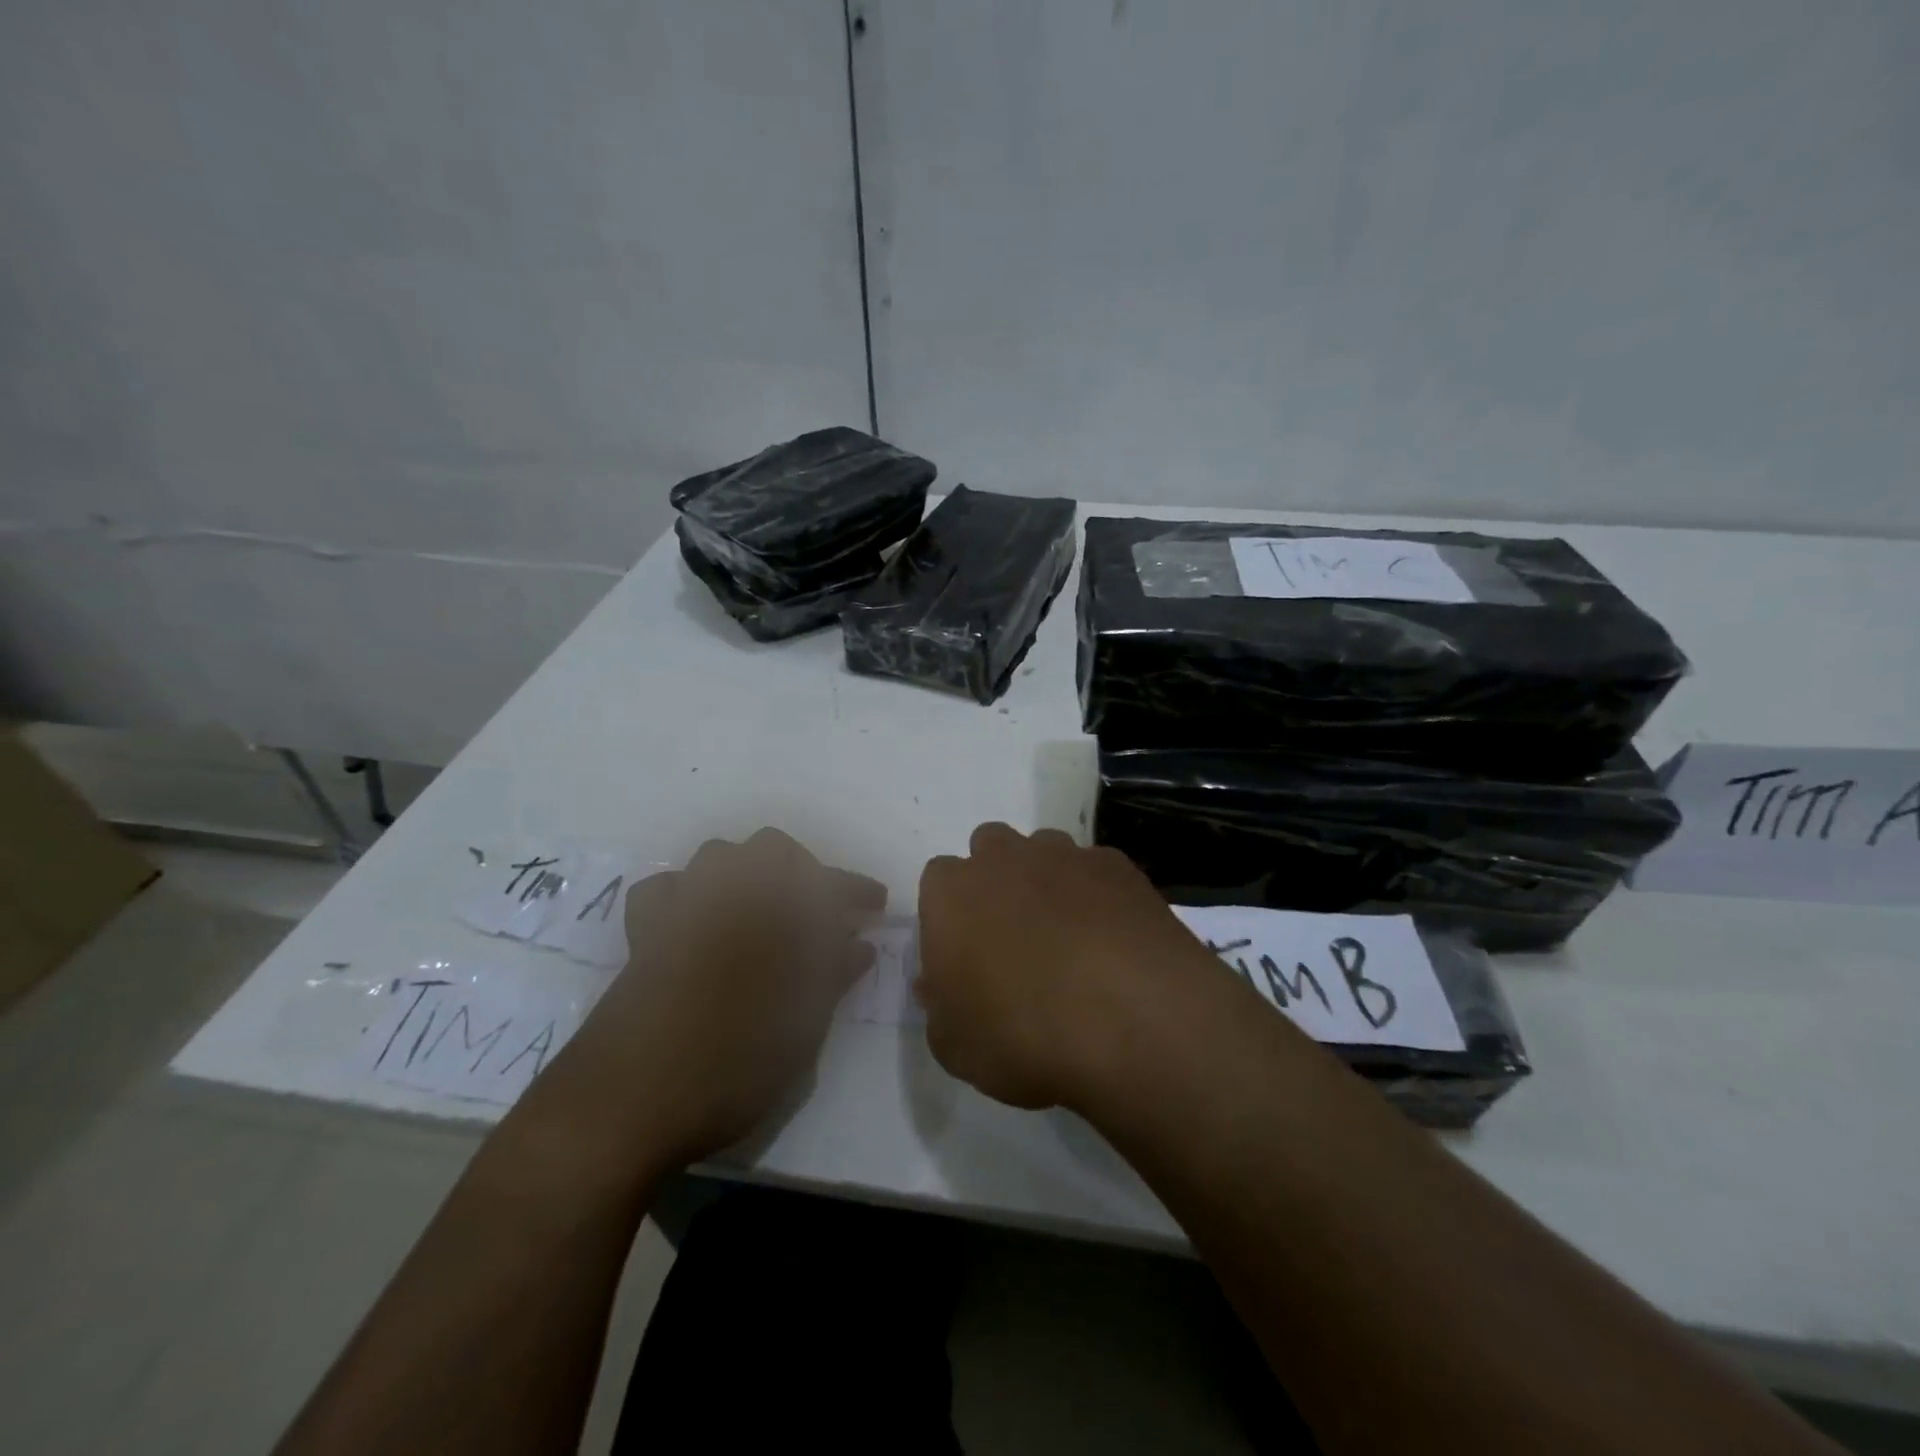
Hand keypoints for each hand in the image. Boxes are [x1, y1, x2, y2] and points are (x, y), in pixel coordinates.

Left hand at [542, 829, 884, 1168]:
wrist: (628, 1100)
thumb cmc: (732, 1066)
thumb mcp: (801, 1028)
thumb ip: (832, 977)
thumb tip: (858, 946)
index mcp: (776, 914)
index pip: (828, 886)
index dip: (855, 892)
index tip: (875, 905)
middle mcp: (730, 896)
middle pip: (772, 850)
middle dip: (804, 870)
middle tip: (821, 910)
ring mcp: (682, 909)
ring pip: (718, 856)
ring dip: (748, 871)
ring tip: (764, 909)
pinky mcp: (645, 933)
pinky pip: (665, 889)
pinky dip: (687, 893)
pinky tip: (698, 922)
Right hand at [916, 823, 1225, 1110]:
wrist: (1129, 1018)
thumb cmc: (1022, 1034)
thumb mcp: (954, 1046)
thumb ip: (939, 1007)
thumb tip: (938, 983)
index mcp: (952, 893)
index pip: (938, 882)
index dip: (951, 916)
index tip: (966, 955)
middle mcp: (1004, 858)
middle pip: (990, 849)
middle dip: (997, 882)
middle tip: (1013, 940)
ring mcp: (1065, 855)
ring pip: (1045, 852)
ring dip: (1047, 882)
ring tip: (1069, 940)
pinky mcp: (1117, 866)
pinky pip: (1096, 871)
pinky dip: (1097, 895)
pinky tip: (1113, 941)